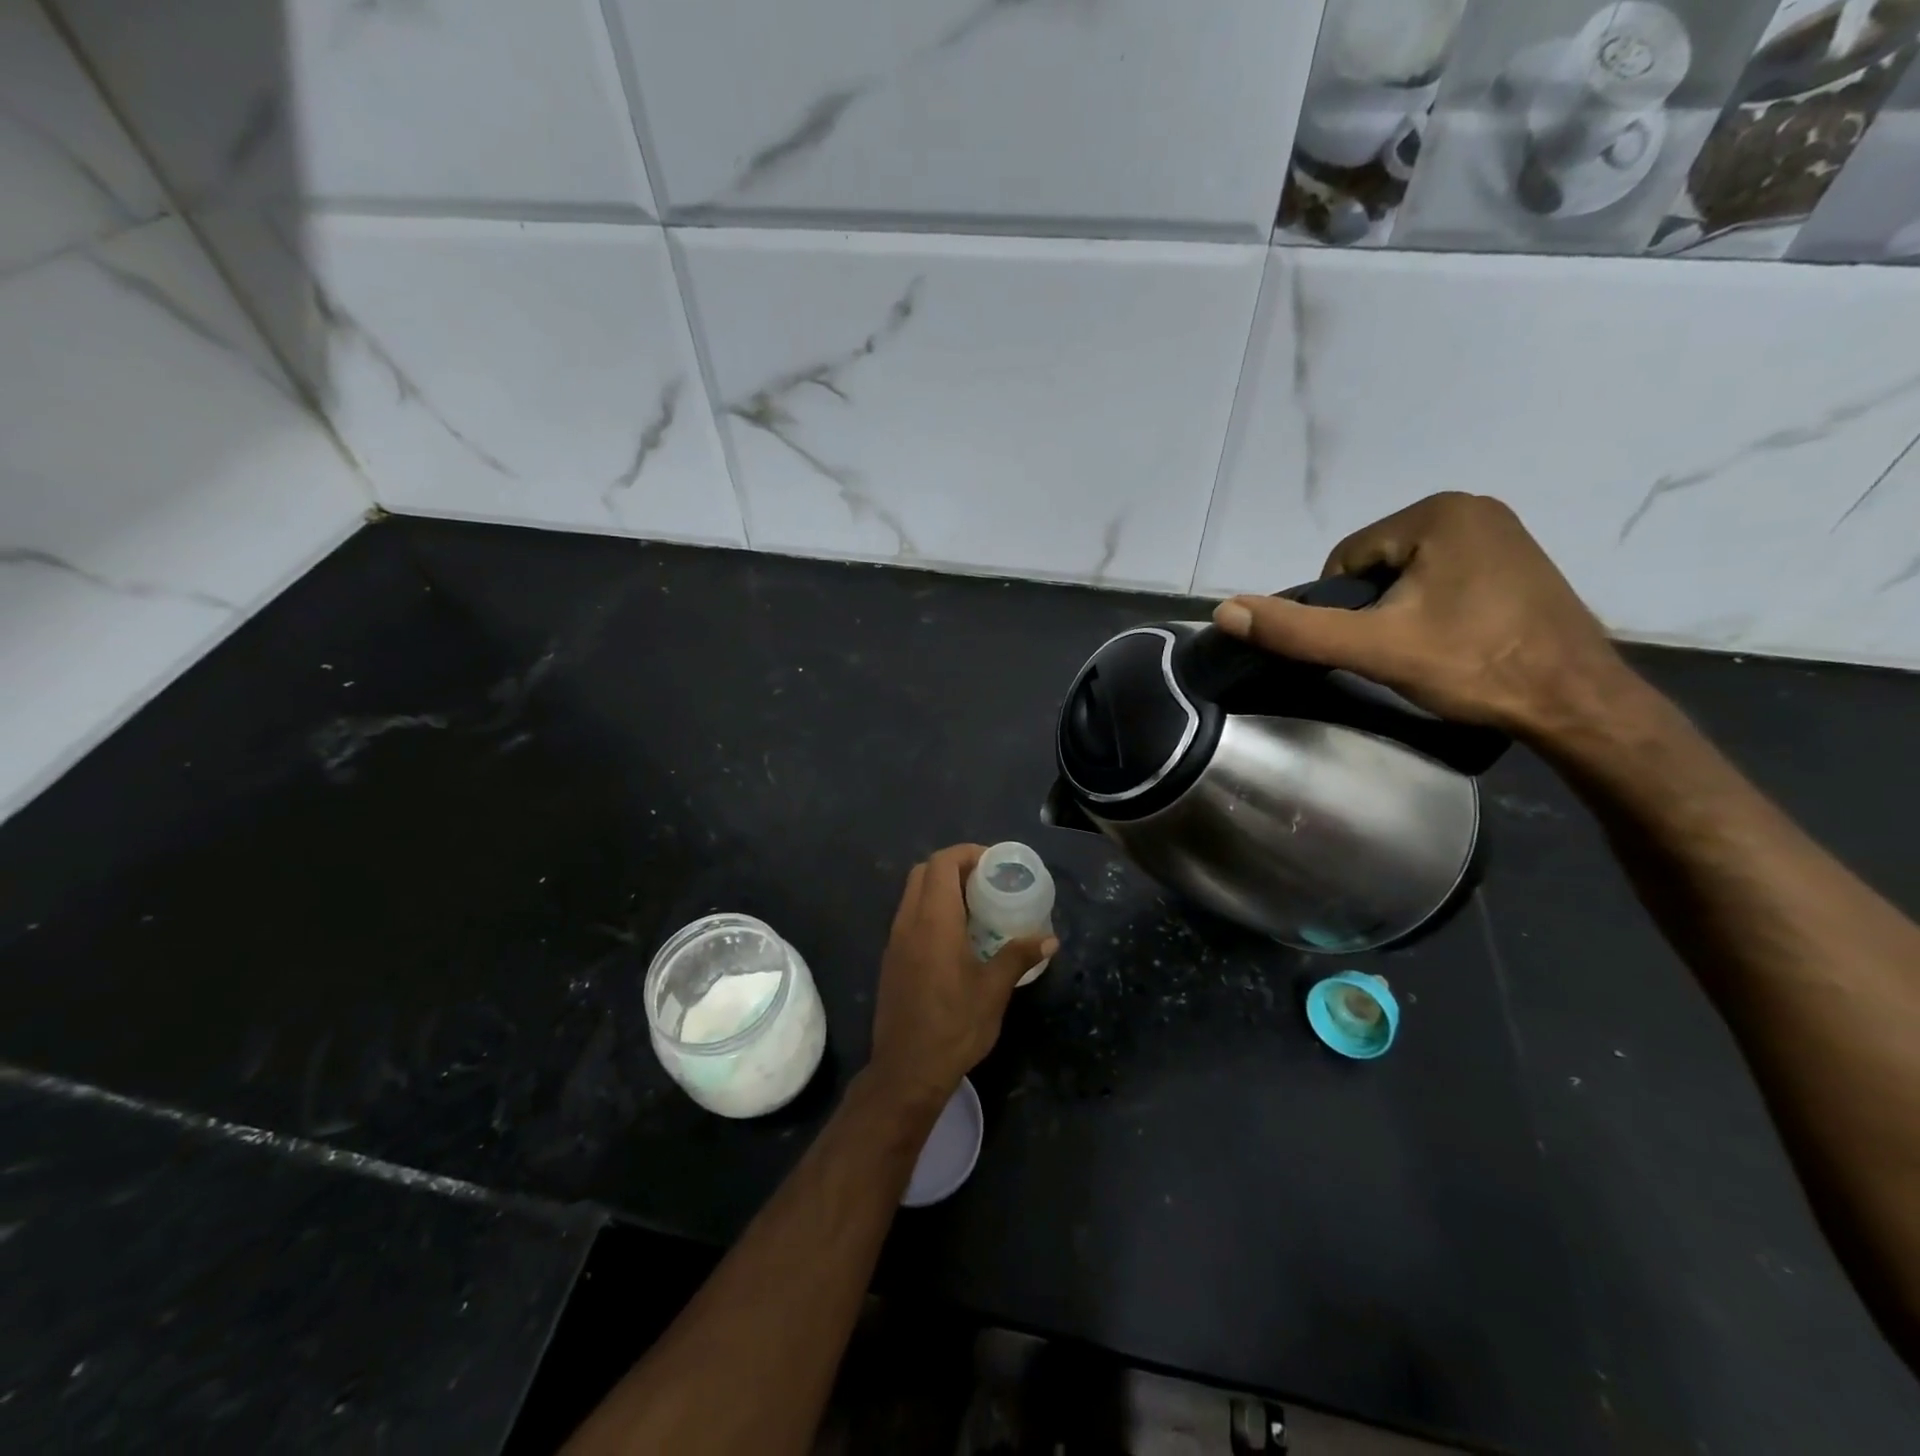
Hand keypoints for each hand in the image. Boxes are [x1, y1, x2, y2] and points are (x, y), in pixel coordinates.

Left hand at [866, 845, 1056, 1109]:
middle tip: (987, 882)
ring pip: (913, 894)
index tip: (995, 864)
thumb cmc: (955, 1026)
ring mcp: (895, 941)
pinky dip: (931, 911)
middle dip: (955, 867)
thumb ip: (1018, 956)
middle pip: (924, 872)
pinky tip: (956, 937)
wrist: (907, 1070)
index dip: (967, 853)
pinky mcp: (891, 960)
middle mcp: (908, 922)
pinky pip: (909, 917)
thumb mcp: (994, 990)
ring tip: (976, 906)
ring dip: (941, 889)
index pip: (942, 863)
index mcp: (933, 921)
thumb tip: (1049, 938)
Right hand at [1211, 493, 1633, 740]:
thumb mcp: (1373, 648)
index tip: (1374, 645)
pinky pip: (1444, 577)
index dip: (1343, 609)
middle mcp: (1471, 507)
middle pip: (1376, 565)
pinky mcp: (1517, 560)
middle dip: (1373, 609)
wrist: (1576, 702)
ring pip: (1408, 574)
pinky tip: (1454, 641)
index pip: (1346, 559)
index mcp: (1437, 513)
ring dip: (1401, 611)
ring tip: (1428, 651)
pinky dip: (1433, 607)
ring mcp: (1501, 532)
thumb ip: (1296, 630)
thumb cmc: (1473, 665)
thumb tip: (1225, 610)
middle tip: (1401, 653)